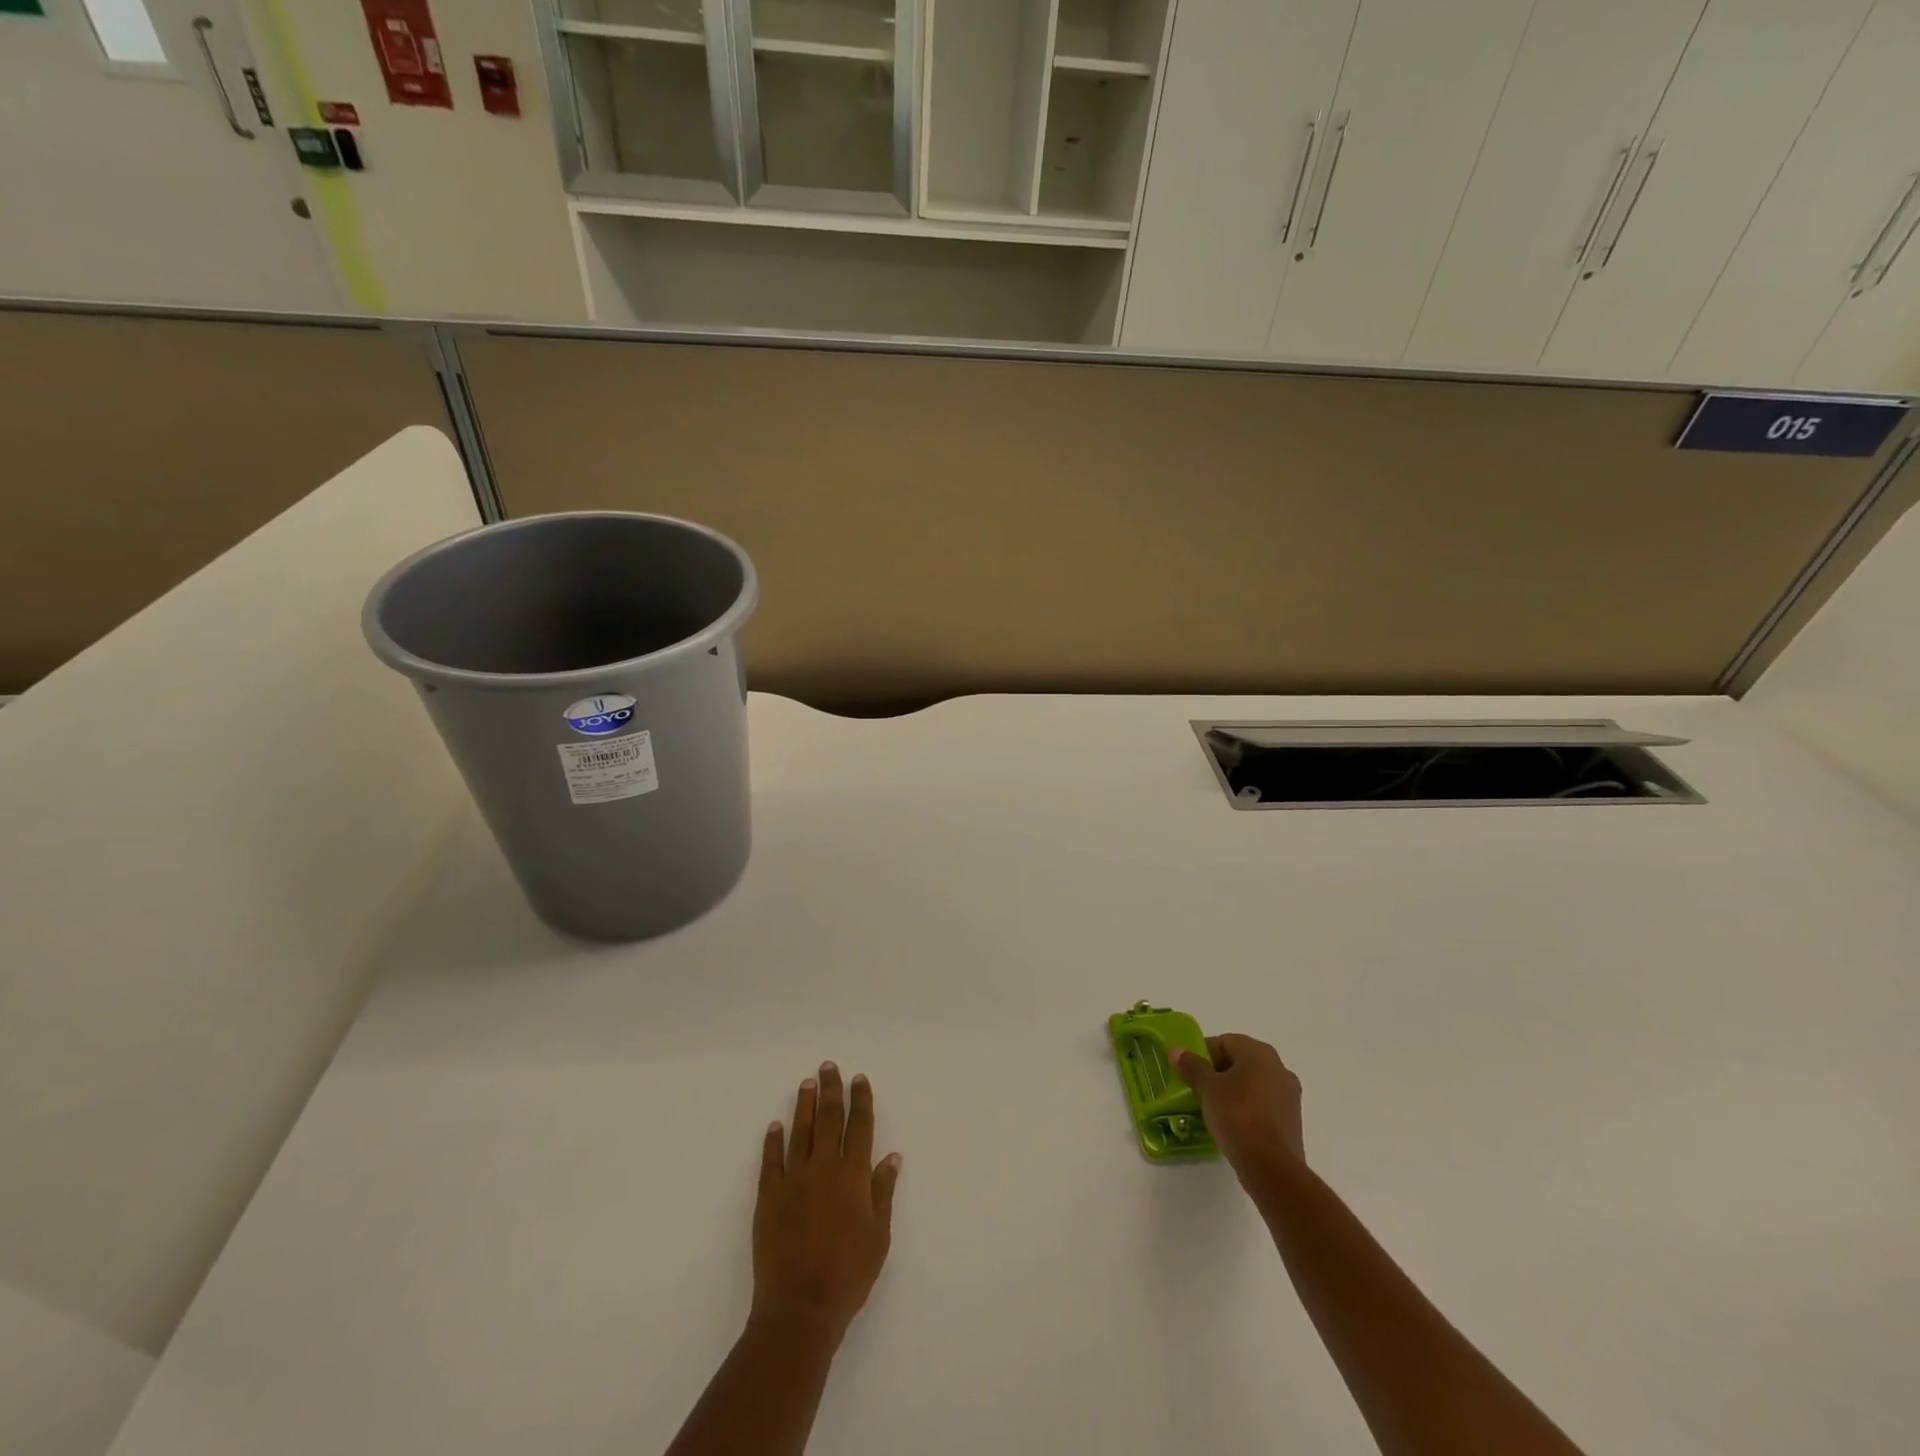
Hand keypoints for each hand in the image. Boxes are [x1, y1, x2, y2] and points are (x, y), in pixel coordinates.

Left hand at [752, 1062, 901, 1345]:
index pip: (859, 1127)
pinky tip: (775, 1126)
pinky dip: (773, 1141)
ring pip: (800, 1132)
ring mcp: (794, 1180)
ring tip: (806, 1083)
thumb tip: (891, 1156)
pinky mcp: (769, 1197)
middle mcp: (825, 1168)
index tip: (859, 1079)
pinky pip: (772, 1160)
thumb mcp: (879, 1237)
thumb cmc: (848, 1276)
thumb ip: (883, 1193)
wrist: (800, 1309)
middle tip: (829, 1067)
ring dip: (804, 1105)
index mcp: (854, 1176)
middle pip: (829, 1119)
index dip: (860, 1100)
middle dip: (831, 1091)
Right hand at [1171, 1033, 1305, 1175]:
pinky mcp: (1292, 1120)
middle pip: (1240, 1061)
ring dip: (1233, 1091)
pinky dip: (1247, 1108)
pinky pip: (1263, 1104)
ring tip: (1212, 1108)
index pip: (1224, 1042)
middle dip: (1218, 1072)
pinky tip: (1232, 1124)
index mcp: (1259, 1052)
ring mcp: (1289, 1095)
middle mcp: (1279, 1067)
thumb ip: (1192, 1066)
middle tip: (1198, 1088)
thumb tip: (1177, 1051)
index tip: (1188, 1071)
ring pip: (1253, 1084)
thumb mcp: (1207, 1089)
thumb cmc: (1237, 1116)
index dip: (1203, 1054)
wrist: (1271, 1167)